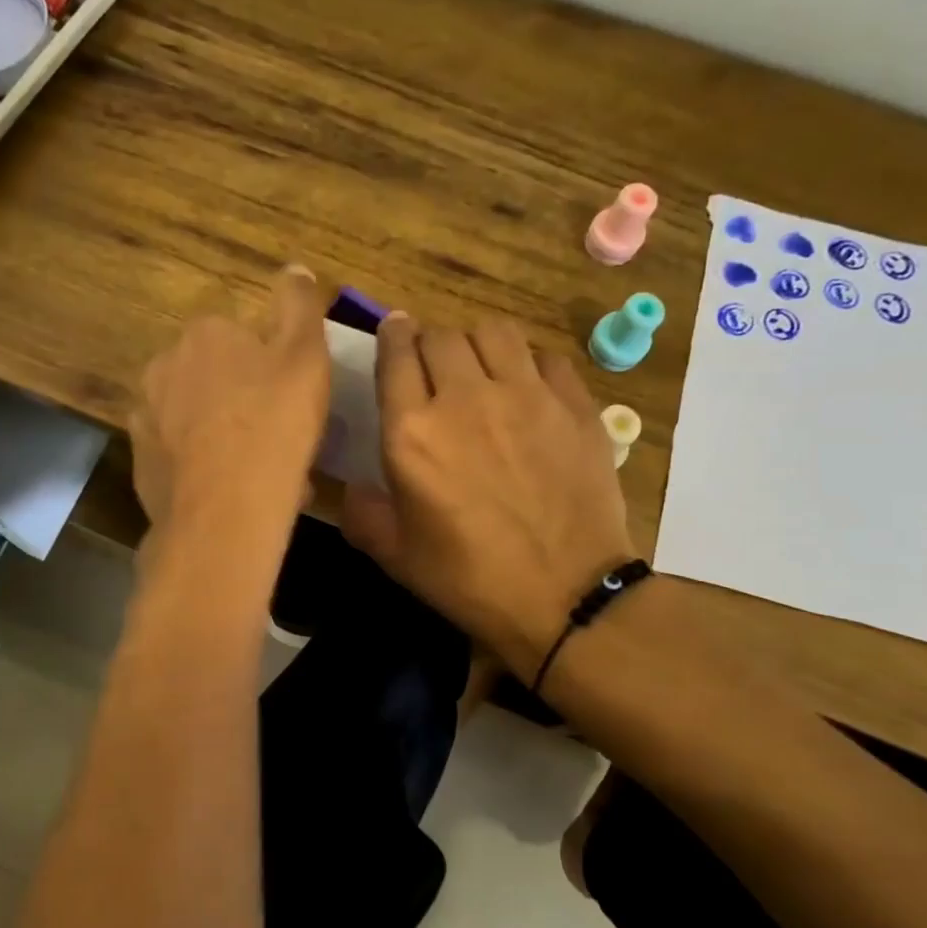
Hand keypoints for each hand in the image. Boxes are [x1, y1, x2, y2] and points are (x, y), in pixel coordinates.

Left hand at [130, 265, 328, 542]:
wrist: (224, 512)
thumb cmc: (273, 427)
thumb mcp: (306, 357)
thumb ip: (299, 305)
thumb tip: (295, 269)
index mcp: (205, 334)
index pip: (241, 337)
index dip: (270, 368)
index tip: (292, 400)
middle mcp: (165, 364)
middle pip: (214, 376)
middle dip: (242, 399)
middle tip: (278, 437)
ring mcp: (146, 414)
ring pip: (195, 416)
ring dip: (222, 433)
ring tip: (257, 471)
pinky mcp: (140, 460)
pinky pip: (179, 454)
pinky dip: (200, 464)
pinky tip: (228, 491)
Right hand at [343, 315, 634, 677]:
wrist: (566, 596)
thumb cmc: (470, 579)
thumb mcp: (396, 555)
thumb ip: (363, 513)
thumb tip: (352, 488)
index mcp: (412, 433)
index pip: (395, 354)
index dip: (392, 337)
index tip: (394, 334)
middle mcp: (465, 398)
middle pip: (441, 335)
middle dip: (429, 343)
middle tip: (433, 368)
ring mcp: (526, 396)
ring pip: (494, 332)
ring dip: (477, 343)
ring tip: (480, 368)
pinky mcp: (573, 404)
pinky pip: (545, 357)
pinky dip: (528, 364)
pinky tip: (528, 390)